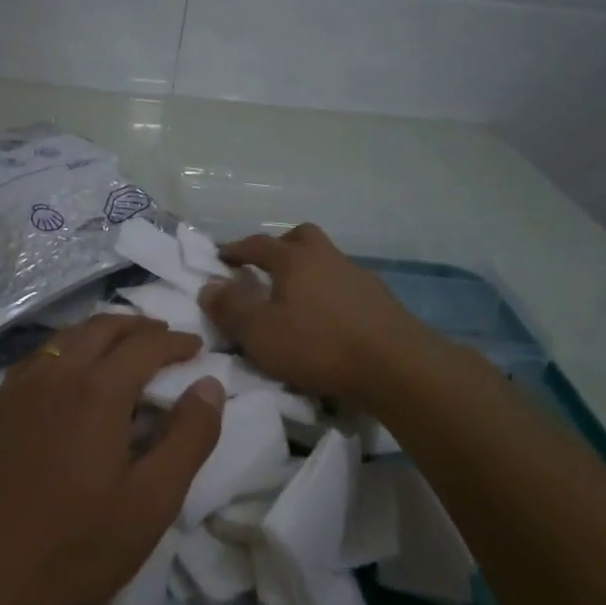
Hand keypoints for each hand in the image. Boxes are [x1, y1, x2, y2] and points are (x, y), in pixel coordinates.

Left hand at [0, 315, 223, 604]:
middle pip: (103, 328)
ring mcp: (21, 387)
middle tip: (164, 336)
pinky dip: (68, 346)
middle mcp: (58, 373)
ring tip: (124, 345)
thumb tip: (210, 384)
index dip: (176, 342)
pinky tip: (71, 369)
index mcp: (98, 389)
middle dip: (138, 326)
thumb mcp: (153, 500)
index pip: (145, 346)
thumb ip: (189, 437)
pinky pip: (40, 355)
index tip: (198, 347)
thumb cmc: (78, 543)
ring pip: (68, 336)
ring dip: (102, 331)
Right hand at [199, 223, 440, 407]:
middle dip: (280, 246)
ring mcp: (357, 276)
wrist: (396, 366)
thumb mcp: (260, 332)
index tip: (221, 256)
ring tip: (297, 300)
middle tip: (266, 267)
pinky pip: (346, 286)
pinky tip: (328, 320)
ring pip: (327, 261)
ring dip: (308, 272)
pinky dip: (330, 295)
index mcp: (294, 260)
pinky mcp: (380, 301)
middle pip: (301, 237)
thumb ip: (230, 308)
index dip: (236, 248)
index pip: (258, 244)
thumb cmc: (318, 345)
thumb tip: (209, 286)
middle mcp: (326, 258)